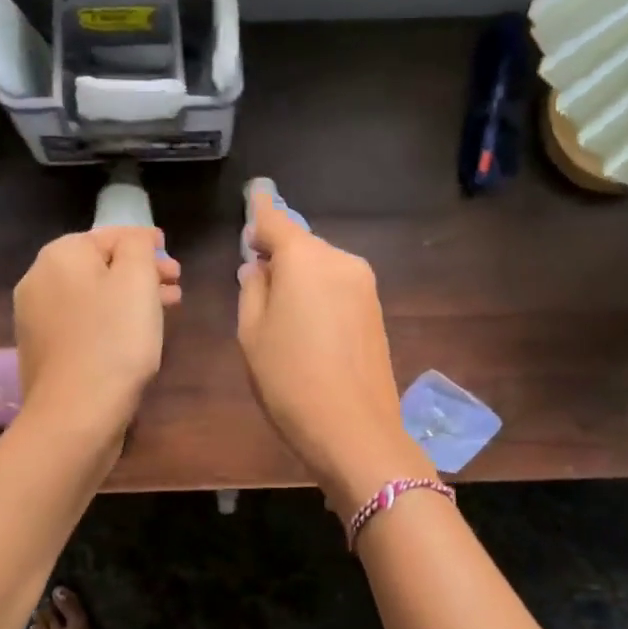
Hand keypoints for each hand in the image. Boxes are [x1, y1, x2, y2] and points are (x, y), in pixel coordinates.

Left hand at [14, 227, 181, 444]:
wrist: (75, 414)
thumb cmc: (114, 342)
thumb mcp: (137, 281)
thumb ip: (138, 248)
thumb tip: (135, 239)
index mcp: (60, 256)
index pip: (108, 235)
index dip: (143, 242)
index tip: (169, 252)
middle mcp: (38, 280)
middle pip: (98, 267)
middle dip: (138, 272)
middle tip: (174, 285)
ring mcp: (35, 319)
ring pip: (91, 297)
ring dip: (127, 299)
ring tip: (163, 311)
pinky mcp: (42, 351)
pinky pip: (82, 323)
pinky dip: (108, 321)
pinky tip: (131, 337)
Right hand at [236, 188, 432, 517]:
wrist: (354, 429)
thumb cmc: (289, 380)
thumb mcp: (251, 334)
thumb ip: (252, 290)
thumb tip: (259, 268)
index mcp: (304, 258)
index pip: (275, 220)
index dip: (259, 212)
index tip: (252, 199)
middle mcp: (340, 260)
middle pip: (302, 245)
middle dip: (279, 255)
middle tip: (256, 283)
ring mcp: (364, 285)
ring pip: (322, 267)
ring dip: (301, 278)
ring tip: (282, 318)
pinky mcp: (376, 310)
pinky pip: (339, 289)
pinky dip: (320, 296)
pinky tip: (309, 330)